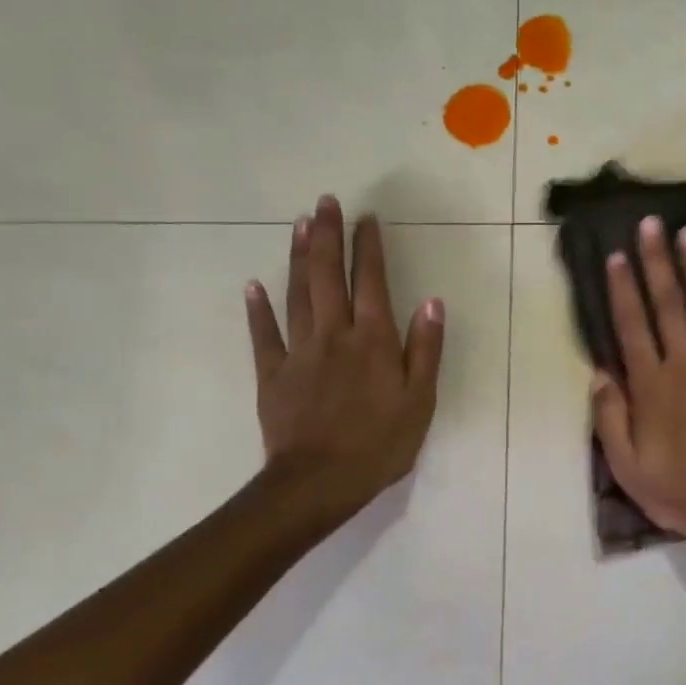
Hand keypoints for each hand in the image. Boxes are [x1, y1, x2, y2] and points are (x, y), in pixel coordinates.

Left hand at [244, 196, 444, 522]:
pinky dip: (258, 308)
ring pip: (298, 294)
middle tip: (324, 202)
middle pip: (329, 276)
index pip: (372, 281)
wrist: (320, 482)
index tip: (366, 217)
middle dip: (328, 236)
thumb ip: (426, 349)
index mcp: (374, 340)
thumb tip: (432, 301)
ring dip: (299, 258)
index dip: (369, 247)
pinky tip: (253, 285)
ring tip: (299, 225)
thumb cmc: (380, 444)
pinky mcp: (272, 374)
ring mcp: (299, 352)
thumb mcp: (420, 400)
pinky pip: (264, 334)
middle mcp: (335, 334)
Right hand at [590, 215, 685, 543]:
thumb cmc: (676, 489)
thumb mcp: (626, 464)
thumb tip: (601, 371)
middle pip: (668, 305)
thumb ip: (610, 416)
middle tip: (651, 224)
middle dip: (657, 262)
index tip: (616, 255)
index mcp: (652, 386)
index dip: (622, 289)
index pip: (633, 327)